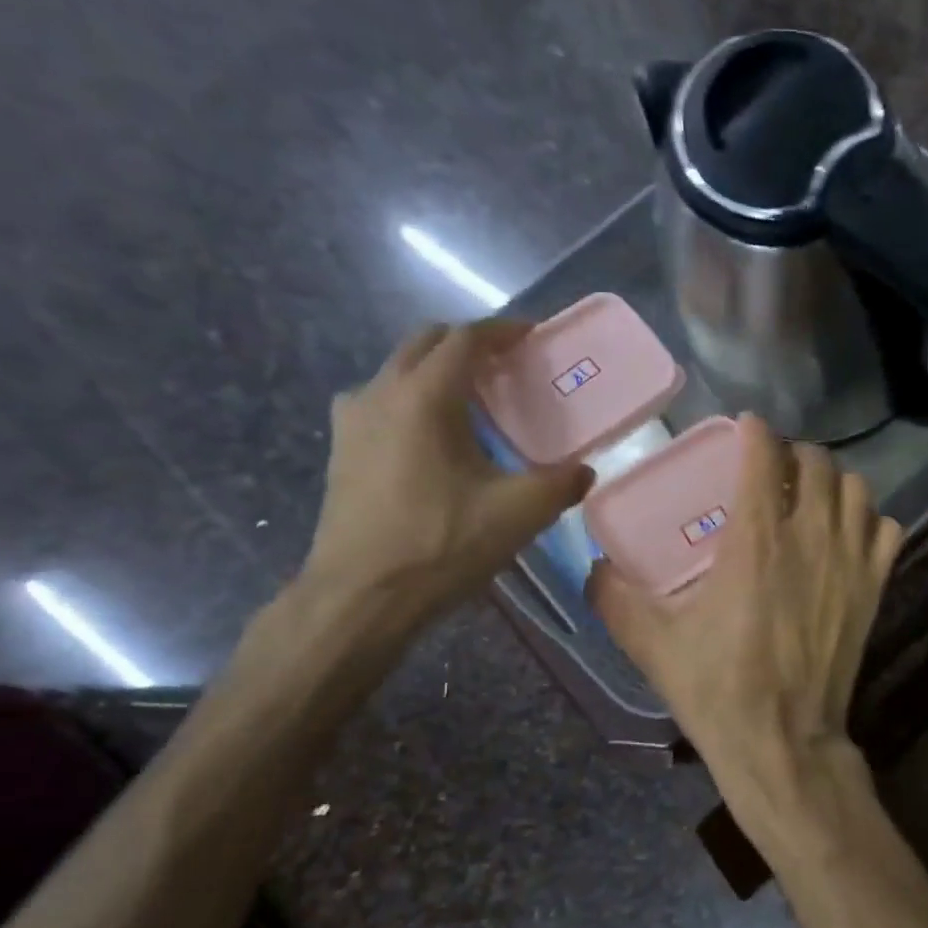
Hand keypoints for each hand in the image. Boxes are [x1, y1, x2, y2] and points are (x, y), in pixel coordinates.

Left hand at [301, 319, 591, 624]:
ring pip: (398, 371)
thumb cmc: (442, 545)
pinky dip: (413, 400)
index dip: (503, 331)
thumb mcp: (519, 514)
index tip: (533, 337)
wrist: (363, 595)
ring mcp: (352, 420)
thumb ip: (561, 484)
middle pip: (425, 344)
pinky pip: (381, 402)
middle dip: (469, 345)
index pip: (465, 339)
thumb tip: (584, 472)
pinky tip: (434, 438)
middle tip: (507, 366)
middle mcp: (380, 393)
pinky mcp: (343, 449)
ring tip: (474, 402)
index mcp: (424, 398)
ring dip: (437, 372)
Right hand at [587, 415, 902, 784]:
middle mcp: (810, 538)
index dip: (756, 432)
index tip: (747, 428)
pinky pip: (888, 530)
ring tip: (812, 496)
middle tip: (774, 468)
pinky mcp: (874, 589)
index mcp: (756, 541)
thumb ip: (615, 597)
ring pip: (856, 489)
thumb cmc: (717, 689)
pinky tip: (849, 534)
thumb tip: (596, 566)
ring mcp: (850, 562)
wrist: (782, 740)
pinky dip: (870, 521)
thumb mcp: (651, 644)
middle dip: (795, 454)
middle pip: (817, 462)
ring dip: (834, 482)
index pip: (764, 456)